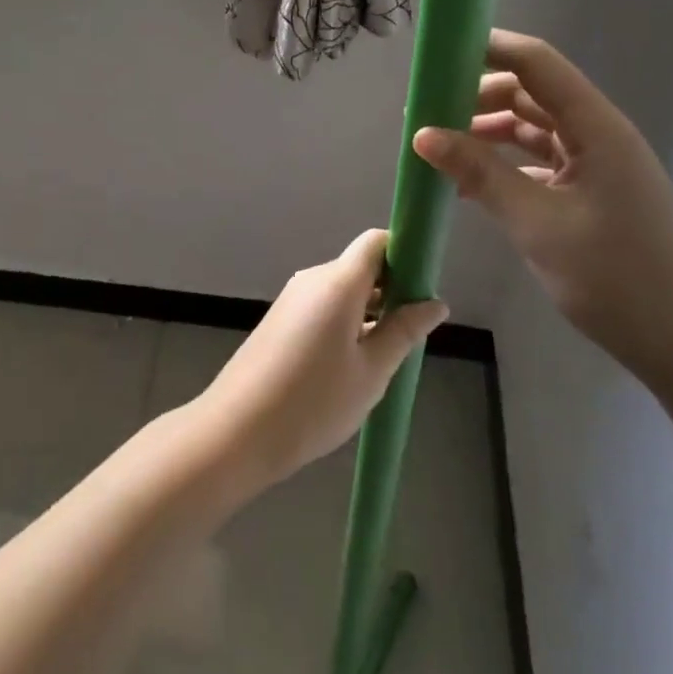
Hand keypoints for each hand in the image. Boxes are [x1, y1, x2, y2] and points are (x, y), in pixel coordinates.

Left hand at [195, 230, 447, 492]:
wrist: (237, 430)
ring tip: (387, 356)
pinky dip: (346, 322)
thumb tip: (435, 302)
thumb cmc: (313, 402)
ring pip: (343, 290)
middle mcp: (313, 279)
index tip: (424, 289)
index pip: (376, 242)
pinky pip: (323, 307)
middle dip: (391, 290)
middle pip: (361, 266)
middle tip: (414, 333)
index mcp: (337, 282)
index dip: (404, 255)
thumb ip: (403, 332)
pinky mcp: (280, 319)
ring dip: (370, 311)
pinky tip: (353, 365)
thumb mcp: (371, 372)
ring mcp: (293, 298)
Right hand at [413, 30, 672, 405]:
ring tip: (438, 148)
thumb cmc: (616, 277)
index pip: (536, 63)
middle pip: (530, 92)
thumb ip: (480, 173)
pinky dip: (502, 165)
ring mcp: (594, 164)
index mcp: (596, 127)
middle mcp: (596, 134)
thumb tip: (422, 135)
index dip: (489, 47)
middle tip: (426, 113)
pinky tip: (468, 185)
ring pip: (531, 128)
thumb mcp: (537, 223)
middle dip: (477, 96)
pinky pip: (537, 162)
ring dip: (486, 132)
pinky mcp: (589, 193)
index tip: (438, 54)